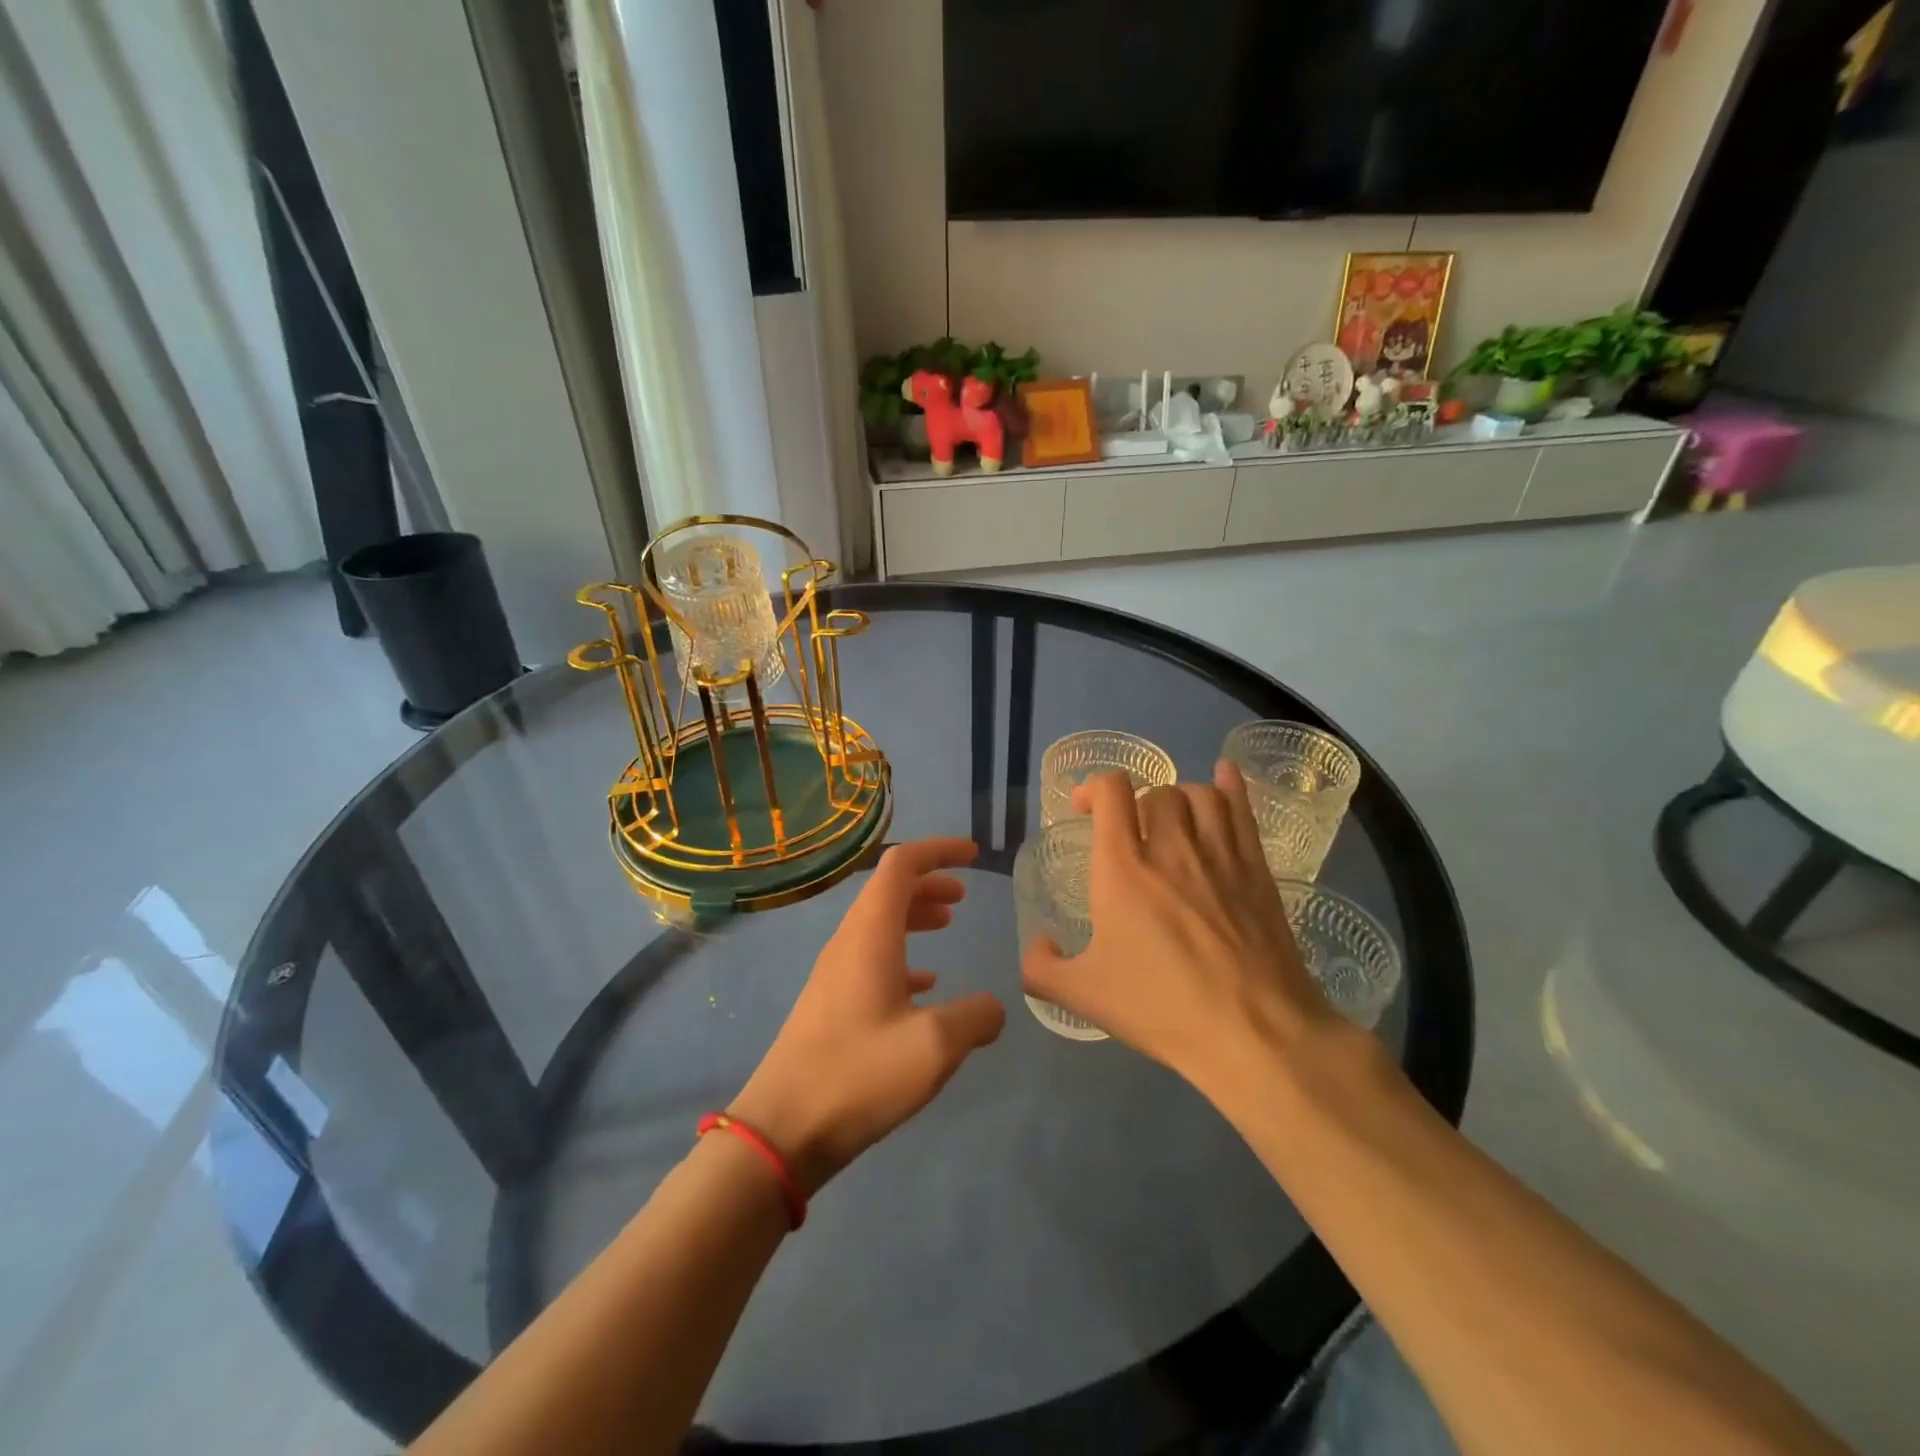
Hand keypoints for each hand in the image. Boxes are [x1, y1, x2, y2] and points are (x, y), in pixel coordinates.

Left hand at [730, 837, 1005, 1197]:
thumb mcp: (935, 1046)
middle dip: (929, 882)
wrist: (783, 1129)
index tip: (973, 854)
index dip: (938, 850)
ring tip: (948, 924)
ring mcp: (835, 972)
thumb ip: (976, 1018)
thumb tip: (993, 1008)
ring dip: (915, 915)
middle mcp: (849, 942)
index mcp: (870, 933)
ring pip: (880, 923)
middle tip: (964, 895)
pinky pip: (871, 957)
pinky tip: (924, 984)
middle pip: (889, 890)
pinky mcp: (831, 1003)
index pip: (901, 864)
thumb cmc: (859, 1074)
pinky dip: (902, 954)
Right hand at [1022, 763, 1344, 1091]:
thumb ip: (1042, 969)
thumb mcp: (1084, 997)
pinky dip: (1231, 785)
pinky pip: (1243, 809)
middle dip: (1138, 804)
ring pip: (1200, 794)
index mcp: (1124, 868)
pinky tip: (1226, 774)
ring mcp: (1220, 855)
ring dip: (1180, 798)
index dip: (1095, 787)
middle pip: (1157, 792)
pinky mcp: (1258, 870)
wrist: (1253, 1033)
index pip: (1112, 792)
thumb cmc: (1162, 1007)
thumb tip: (1038, 946)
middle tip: (1132, 833)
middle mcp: (1171, 847)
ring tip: (1173, 819)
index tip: (1086, 809)